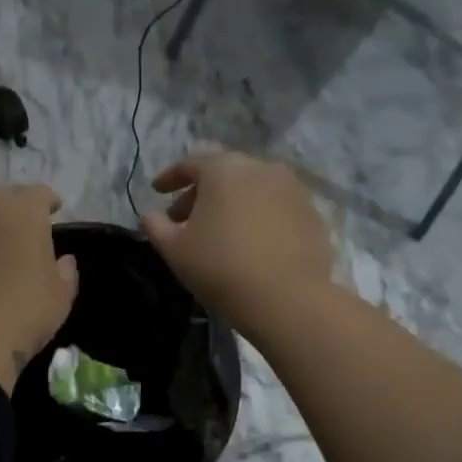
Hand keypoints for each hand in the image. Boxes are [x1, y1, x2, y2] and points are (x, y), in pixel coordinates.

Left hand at [0, 184, 78, 393]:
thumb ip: (65, 271)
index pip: (39, 193)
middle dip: (13, 208)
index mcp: (23, 212)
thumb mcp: (60, 296)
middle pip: (1, 198)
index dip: (48, 202)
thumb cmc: (24, 312)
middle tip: (21, 230)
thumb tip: (63, 260)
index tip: (54, 212)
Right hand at [140, 152, 332, 337]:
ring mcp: (292, 189)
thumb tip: (149, 215)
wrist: (287, 298)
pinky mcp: (312, 213)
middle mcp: (261, 168)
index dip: (170, 177)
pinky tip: (249, 241)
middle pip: (224, 171)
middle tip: (184, 217)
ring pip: (252, 187)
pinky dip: (257, 215)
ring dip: (231, 201)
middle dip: (201, 190)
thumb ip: (156, 226)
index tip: (157, 192)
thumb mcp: (174, 249)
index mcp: (224, 169)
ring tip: (218, 230)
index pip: (190, 162)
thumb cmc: (220, 267)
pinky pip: (275, 206)